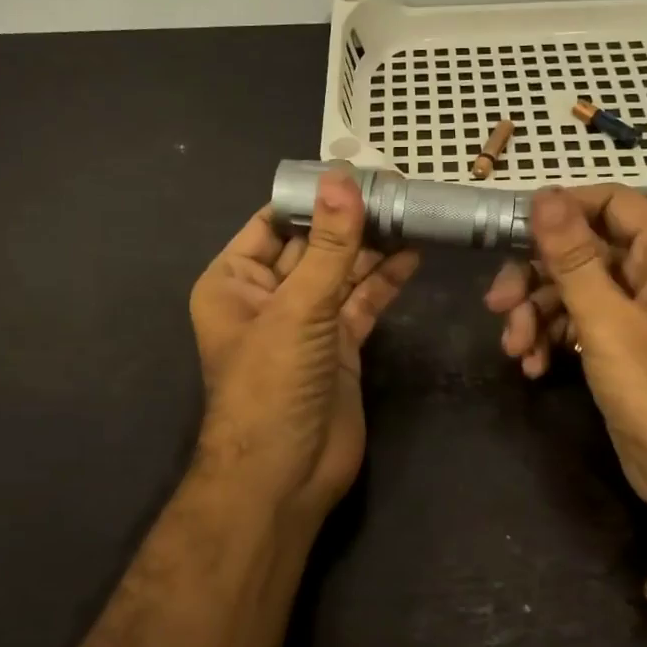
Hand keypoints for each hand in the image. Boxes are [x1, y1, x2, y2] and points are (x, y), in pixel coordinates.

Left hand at [189, 170, 419, 520]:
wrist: (284, 477)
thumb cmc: (271, 386)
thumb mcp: (298, 309)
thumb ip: (329, 247)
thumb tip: (343, 179)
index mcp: (234, 281)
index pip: (275, 223)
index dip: (314, 198)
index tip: (356, 169)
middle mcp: (267, 296)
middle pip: (314, 246)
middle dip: (351, 220)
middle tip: (397, 188)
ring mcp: (305, 322)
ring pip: (342, 272)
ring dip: (373, 247)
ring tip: (412, 212)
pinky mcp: (339, 346)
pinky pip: (362, 302)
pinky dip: (385, 280)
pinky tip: (412, 254)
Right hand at [485, 185, 646, 530]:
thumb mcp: (609, 322)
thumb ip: (571, 258)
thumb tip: (543, 195)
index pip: (610, 203)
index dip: (560, 211)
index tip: (511, 231)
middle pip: (581, 250)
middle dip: (536, 279)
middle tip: (497, 305)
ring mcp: (640, 311)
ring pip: (572, 290)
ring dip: (537, 316)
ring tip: (516, 351)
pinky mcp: (623, 345)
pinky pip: (578, 323)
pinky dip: (552, 340)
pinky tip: (534, 367)